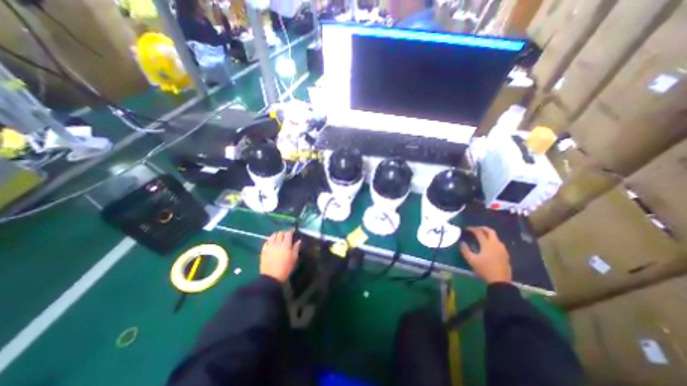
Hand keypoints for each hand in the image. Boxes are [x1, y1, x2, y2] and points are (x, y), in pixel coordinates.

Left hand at [257, 231, 300, 281]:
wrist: (272, 277)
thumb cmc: (286, 268)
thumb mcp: (294, 258)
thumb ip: (296, 248)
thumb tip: (299, 241)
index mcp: (286, 244)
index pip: (288, 233)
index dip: (291, 232)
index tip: (293, 233)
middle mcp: (277, 243)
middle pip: (280, 233)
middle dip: (284, 233)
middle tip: (286, 236)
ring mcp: (269, 246)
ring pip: (272, 235)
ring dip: (276, 235)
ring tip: (279, 238)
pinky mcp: (263, 250)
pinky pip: (266, 242)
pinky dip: (270, 240)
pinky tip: (272, 243)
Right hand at [462, 226, 509, 282]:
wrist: (500, 282)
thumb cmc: (484, 269)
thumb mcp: (471, 260)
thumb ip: (465, 250)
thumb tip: (462, 243)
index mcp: (487, 244)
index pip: (479, 232)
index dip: (472, 229)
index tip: (466, 229)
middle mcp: (496, 244)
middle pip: (490, 231)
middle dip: (482, 228)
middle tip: (476, 229)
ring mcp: (502, 249)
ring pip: (496, 237)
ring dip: (488, 234)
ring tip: (481, 236)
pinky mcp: (505, 254)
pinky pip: (499, 243)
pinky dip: (492, 240)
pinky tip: (489, 246)